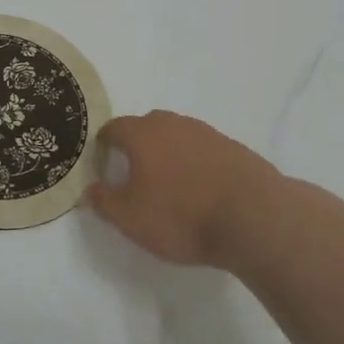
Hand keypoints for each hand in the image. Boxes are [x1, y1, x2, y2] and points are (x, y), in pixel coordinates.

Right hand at [84, 110, 280, 266]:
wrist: (254, 217)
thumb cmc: (182, 216)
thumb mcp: (131, 219)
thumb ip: (104, 202)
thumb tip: (89, 190)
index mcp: (142, 134)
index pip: (113, 128)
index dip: (103, 145)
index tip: (103, 166)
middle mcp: (172, 124)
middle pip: (146, 127)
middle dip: (136, 146)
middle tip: (135, 176)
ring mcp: (205, 132)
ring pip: (176, 136)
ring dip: (168, 154)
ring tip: (170, 185)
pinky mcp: (233, 147)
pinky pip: (202, 149)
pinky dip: (195, 163)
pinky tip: (201, 189)